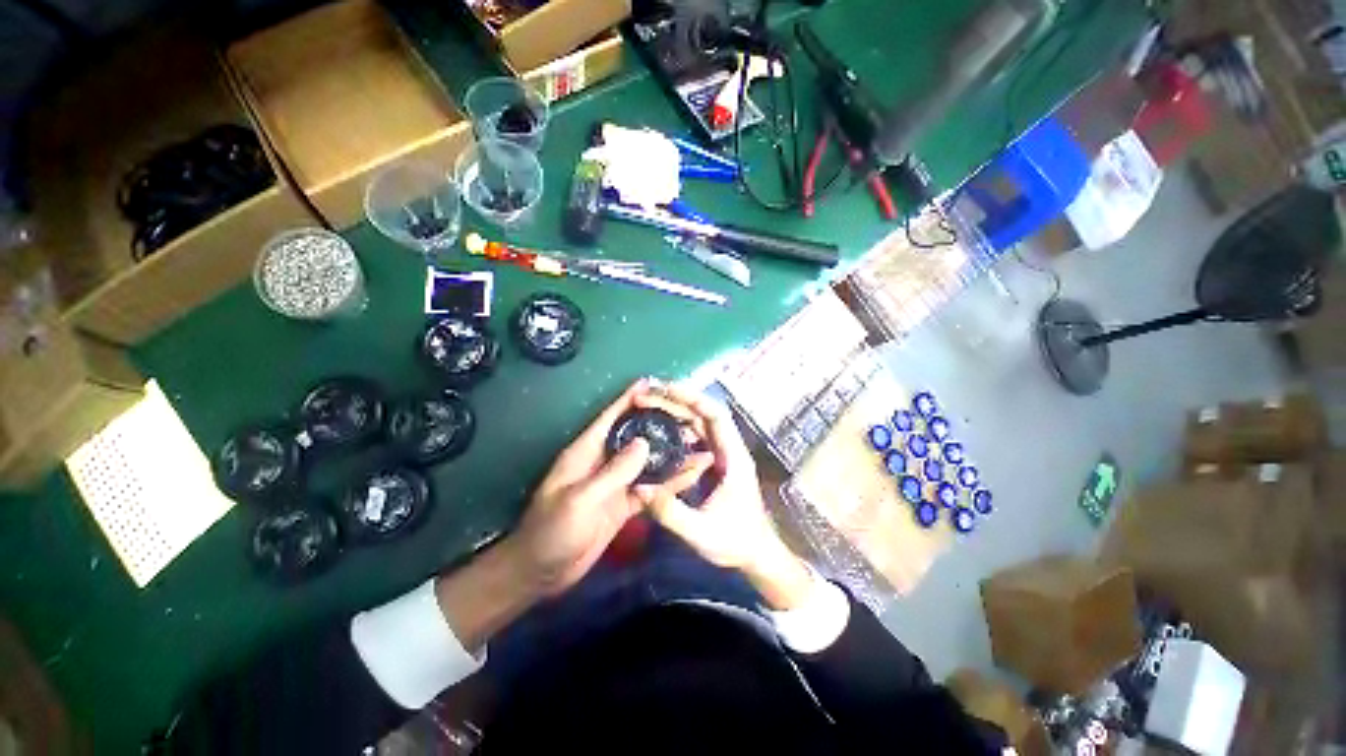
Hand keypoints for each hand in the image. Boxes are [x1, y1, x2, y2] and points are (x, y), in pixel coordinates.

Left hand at [510, 379, 713, 596]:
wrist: (542, 573)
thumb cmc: (551, 532)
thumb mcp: (580, 500)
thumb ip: (613, 472)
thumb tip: (645, 442)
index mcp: (586, 452)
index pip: (610, 417)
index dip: (629, 398)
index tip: (652, 383)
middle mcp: (603, 462)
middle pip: (635, 436)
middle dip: (658, 424)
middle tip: (688, 415)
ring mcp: (615, 484)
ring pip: (647, 462)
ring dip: (669, 453)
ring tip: (696, 442)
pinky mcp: (624, 504)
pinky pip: (650, 487)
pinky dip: (669, 481)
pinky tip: (689, 475)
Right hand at [632, 383, 814, 609]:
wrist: (757, 554)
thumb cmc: (736, 542)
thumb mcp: (701, 532)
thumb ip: (670, 512)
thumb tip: (639, 488)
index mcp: (733, 457)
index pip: (715, 415)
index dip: (691, 398)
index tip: (664, 390)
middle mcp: (729, 449)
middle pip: (704, 413)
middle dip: (676, 401)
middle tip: (645, 396)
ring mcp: (723, 454)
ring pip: (699, 422)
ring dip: (676, 411)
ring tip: (649, 405)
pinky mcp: (716, 463)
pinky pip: (697, 436)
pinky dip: (678, 427)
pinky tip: (661, 430)